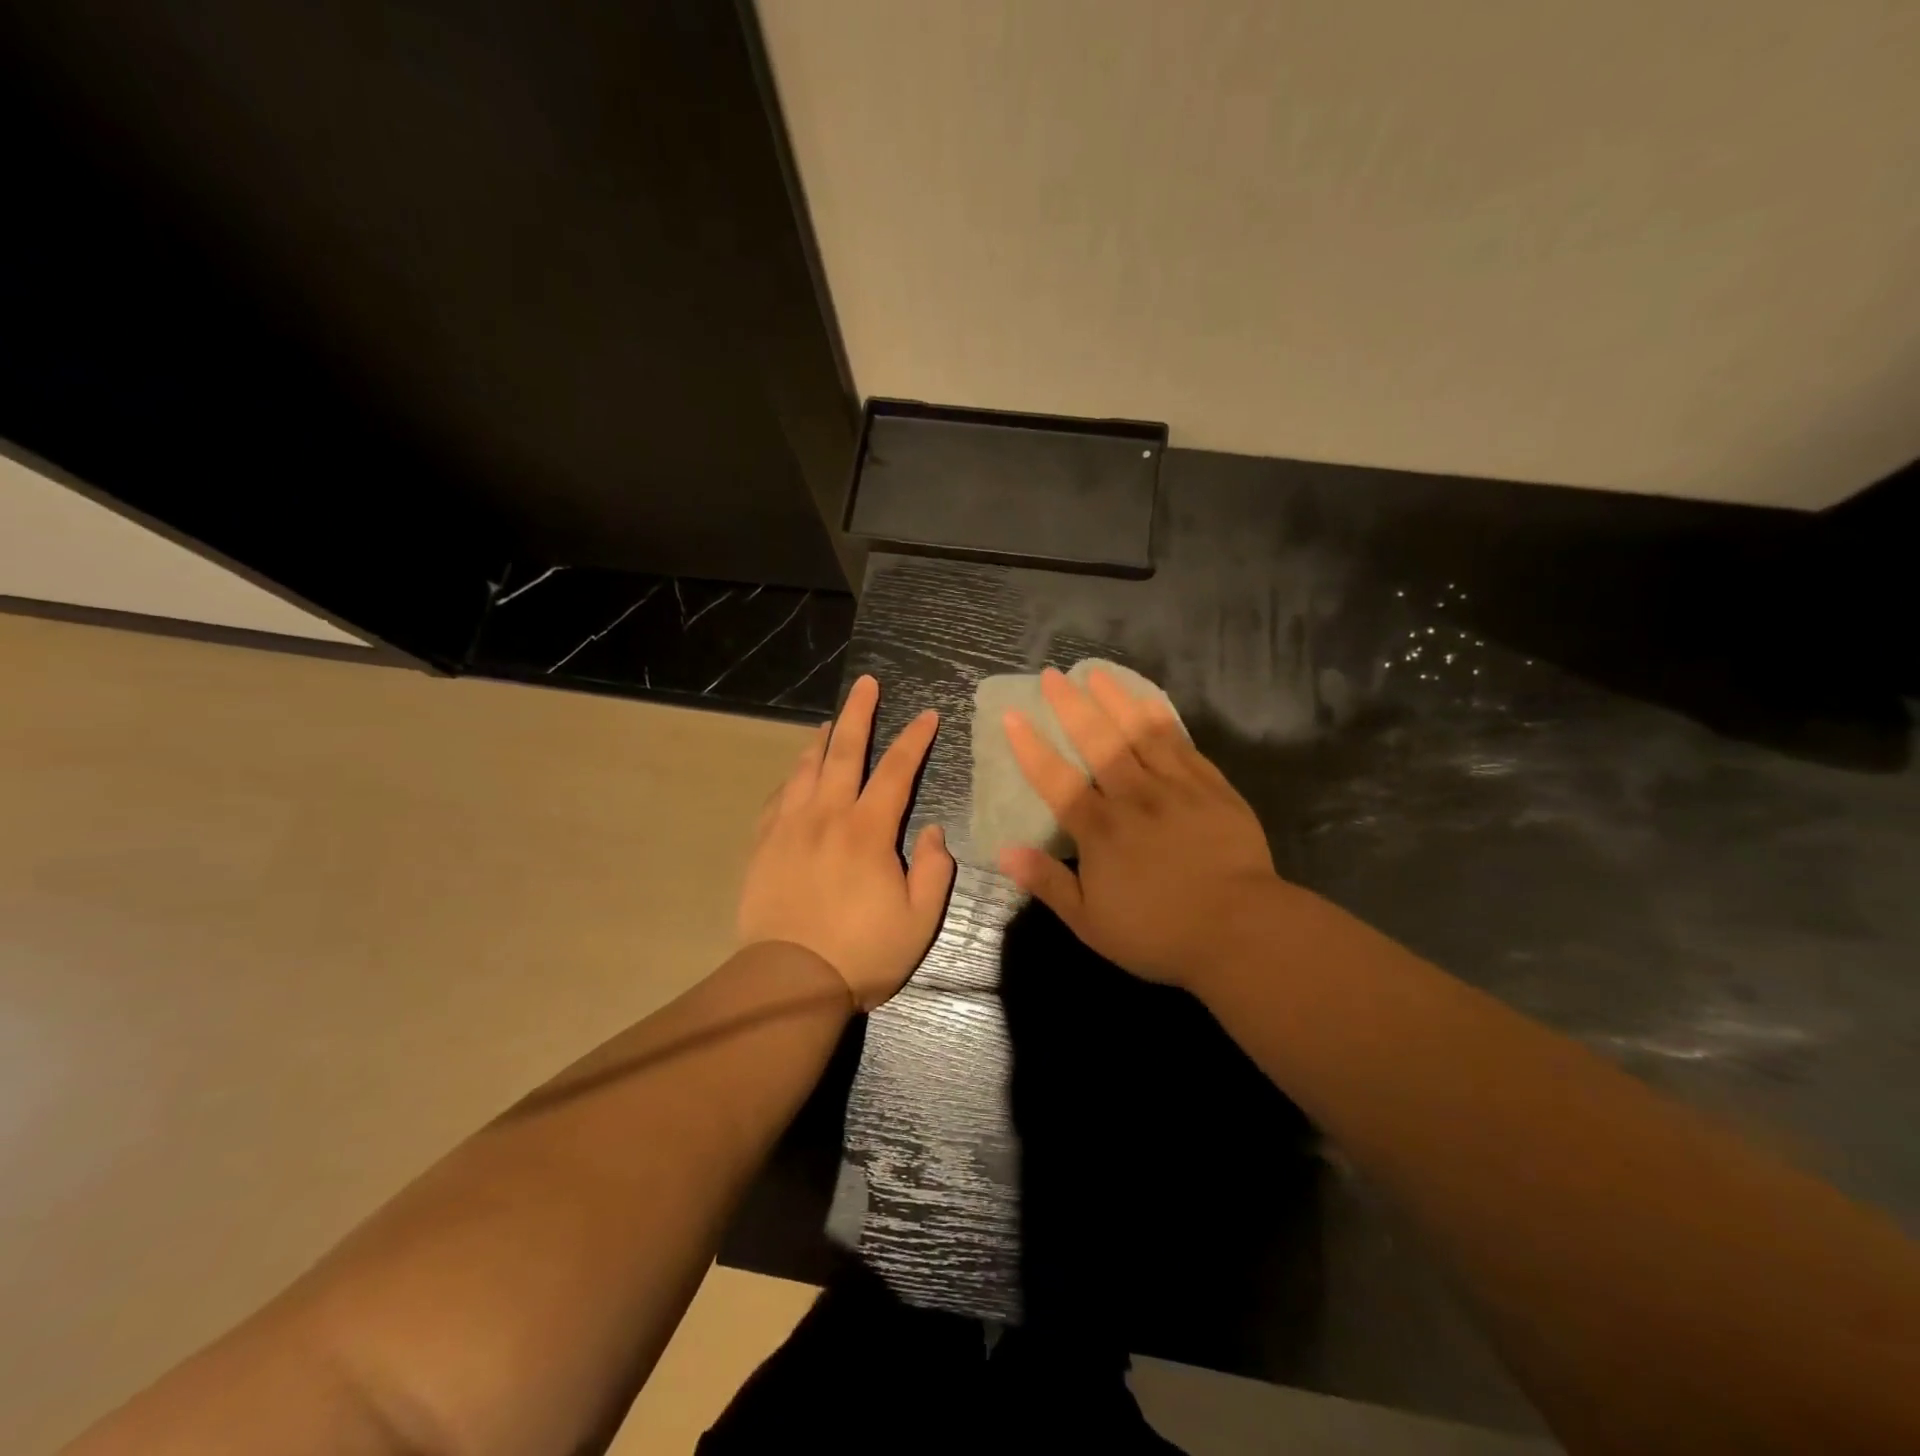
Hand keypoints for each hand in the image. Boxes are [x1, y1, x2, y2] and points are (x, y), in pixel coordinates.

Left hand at [737, 675, 954, 1010]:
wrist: (789, 982)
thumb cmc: (863, 953)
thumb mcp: (919, 921)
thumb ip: (933, 870)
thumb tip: (932, 832)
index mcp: (867, 831)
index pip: (896, 771)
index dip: (914, 739)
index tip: (927, 715)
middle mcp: (826, 817)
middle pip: (844, 752)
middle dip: (858, 714)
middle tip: (866, 683)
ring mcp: (789, 828)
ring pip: (806, 769)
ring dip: (821, 740)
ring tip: (830, 721)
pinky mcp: (763, 846)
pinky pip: (778, 798)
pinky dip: (792, 778)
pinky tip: (797, 774)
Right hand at [999, 667, 1282, 990]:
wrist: (1241, 930)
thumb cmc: (1159, 933)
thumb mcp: (1091, 922)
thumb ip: (1048, 883)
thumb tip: (1004, 852)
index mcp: (1100, 830)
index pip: (1057, 780)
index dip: (1031, 748)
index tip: (1013, 716)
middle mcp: (1134, 797)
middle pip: (1098, 741)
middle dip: (1071, 706)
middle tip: (1053, 676)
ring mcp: (1176, 787)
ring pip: (1140, 732)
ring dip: (1115, 700)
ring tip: (1096, 673)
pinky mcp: (1212, 787)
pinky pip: (1182, 744)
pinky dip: (1162, 719)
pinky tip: (1150, 702)